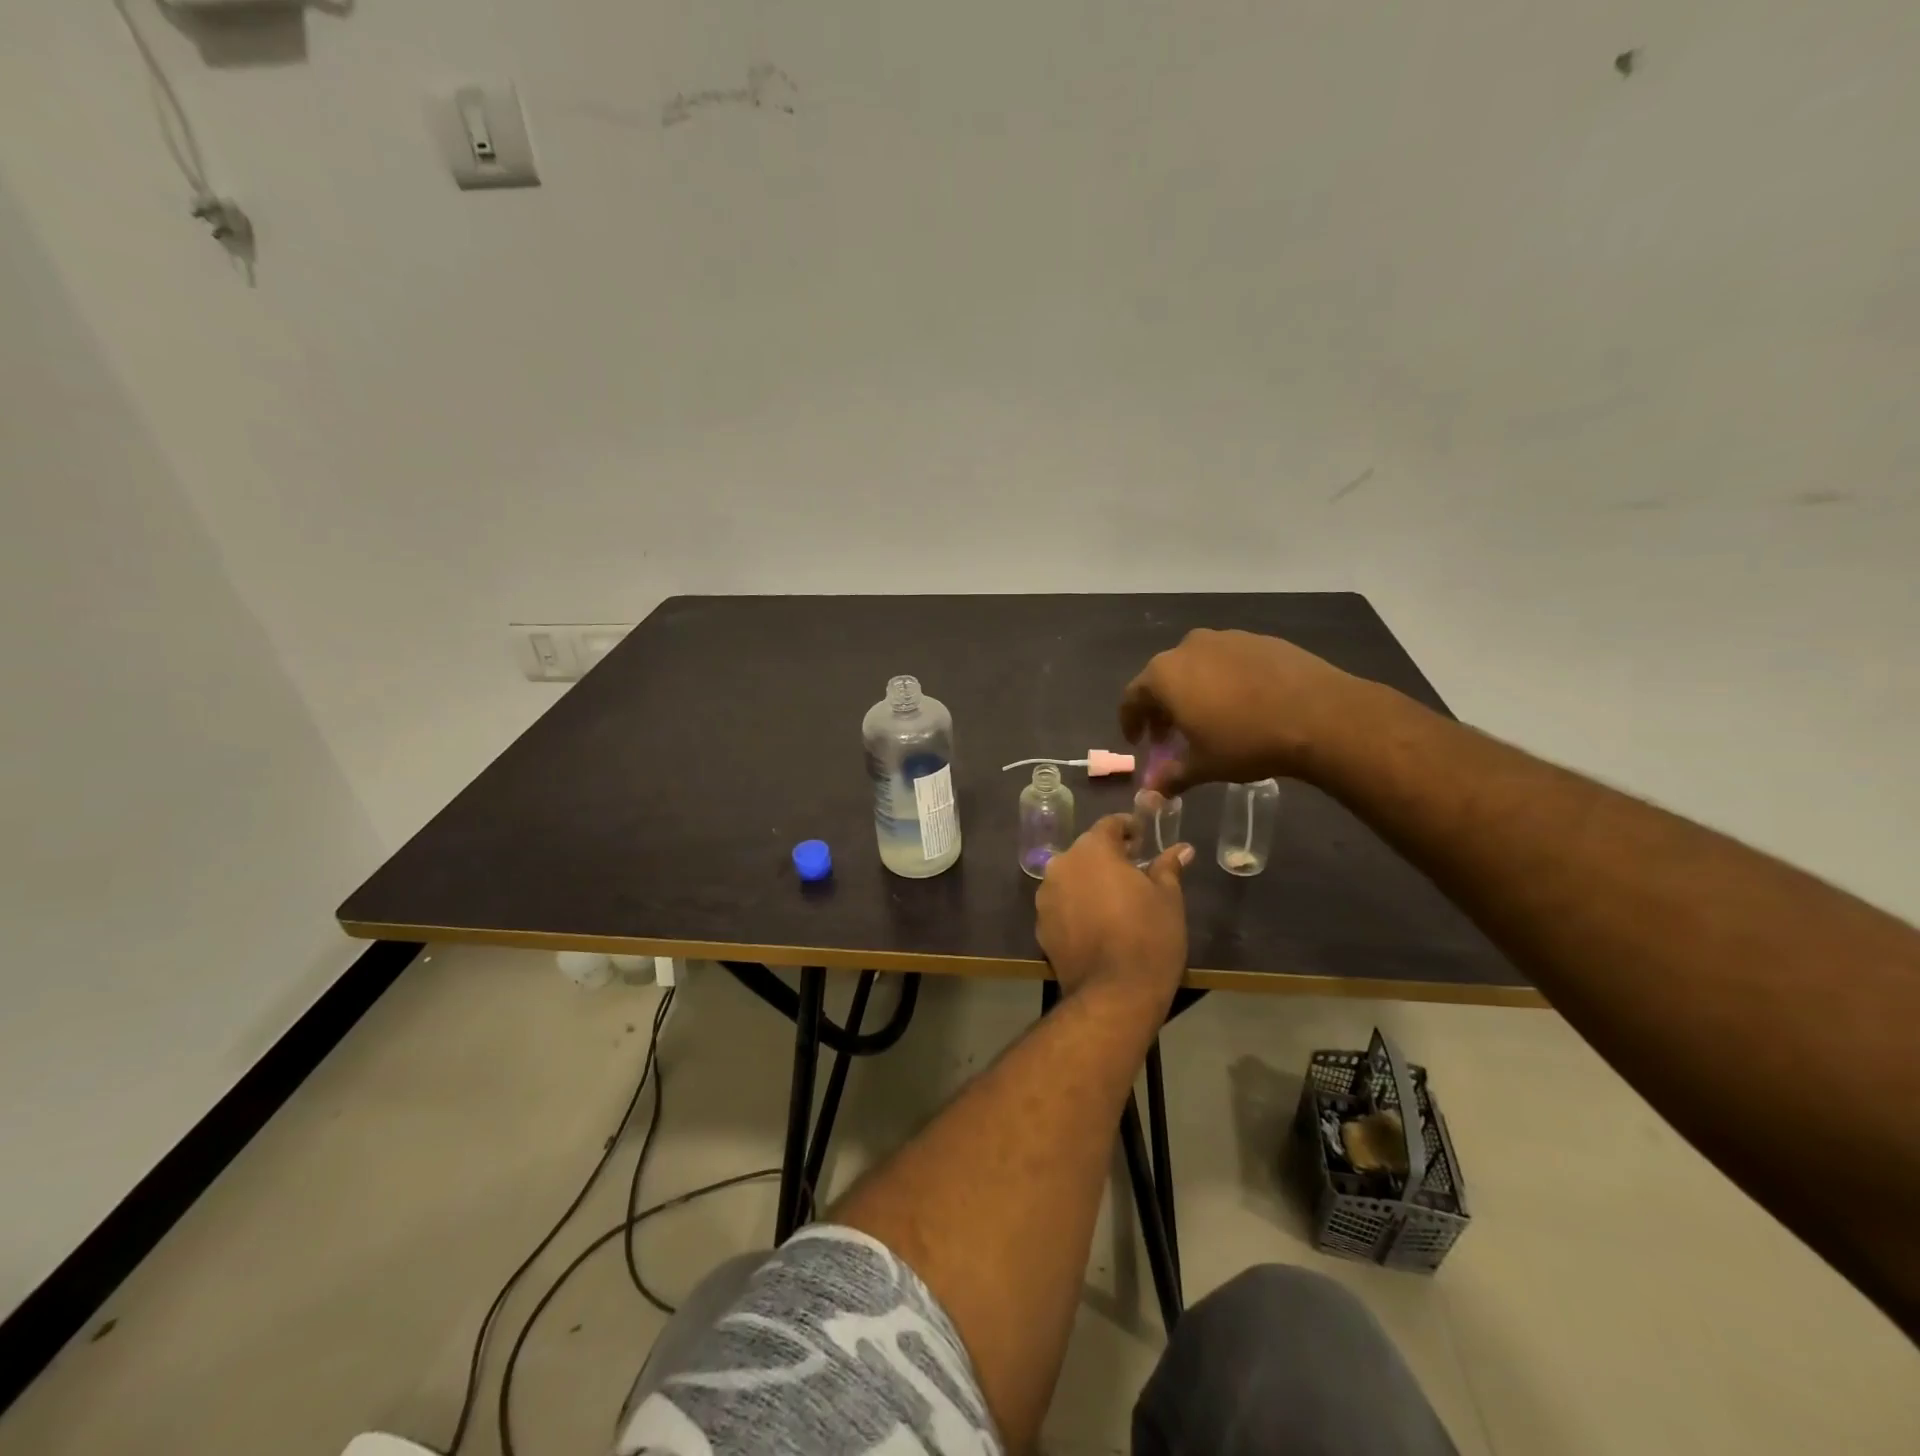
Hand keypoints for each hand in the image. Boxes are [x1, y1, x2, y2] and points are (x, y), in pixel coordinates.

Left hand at [1035, 816, 1191, 1009]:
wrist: (1114, 994)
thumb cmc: (1148, 937)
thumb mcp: (1168, 898)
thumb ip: (1168, 867)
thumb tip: (1180, 849)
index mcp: (1092, 850)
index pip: (1109, 824)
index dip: (1128, 828)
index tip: (1143, 840)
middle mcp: (1062, 865)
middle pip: (1086, 851)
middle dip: (1108, 857)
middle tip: (1134, 872)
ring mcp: (1046, 896)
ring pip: (1071, 878)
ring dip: (1090, 882)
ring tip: (1115, 901)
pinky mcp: (1040, 926)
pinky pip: (1062, 905)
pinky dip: (1077, 907)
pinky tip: (1097, 925)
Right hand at [1119, 628, 1360, 793]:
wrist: (1320, 715)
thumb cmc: (1246, 741)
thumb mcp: (1203, 766)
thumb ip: (1172, 776)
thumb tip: (1152, 792)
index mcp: (1164, 675)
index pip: (1132, 697)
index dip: (1131, 722)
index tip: (1138, 741)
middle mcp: (1188, 648)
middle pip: (1163, 678)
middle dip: (1162, 707)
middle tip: (1171, 734)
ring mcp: (1226, 638)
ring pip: (1197, 666)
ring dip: (1193, 690)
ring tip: (1209, 718)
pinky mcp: (1259, 639)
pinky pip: (1229, 661)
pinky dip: (1224, 680)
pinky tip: (1243, 704)